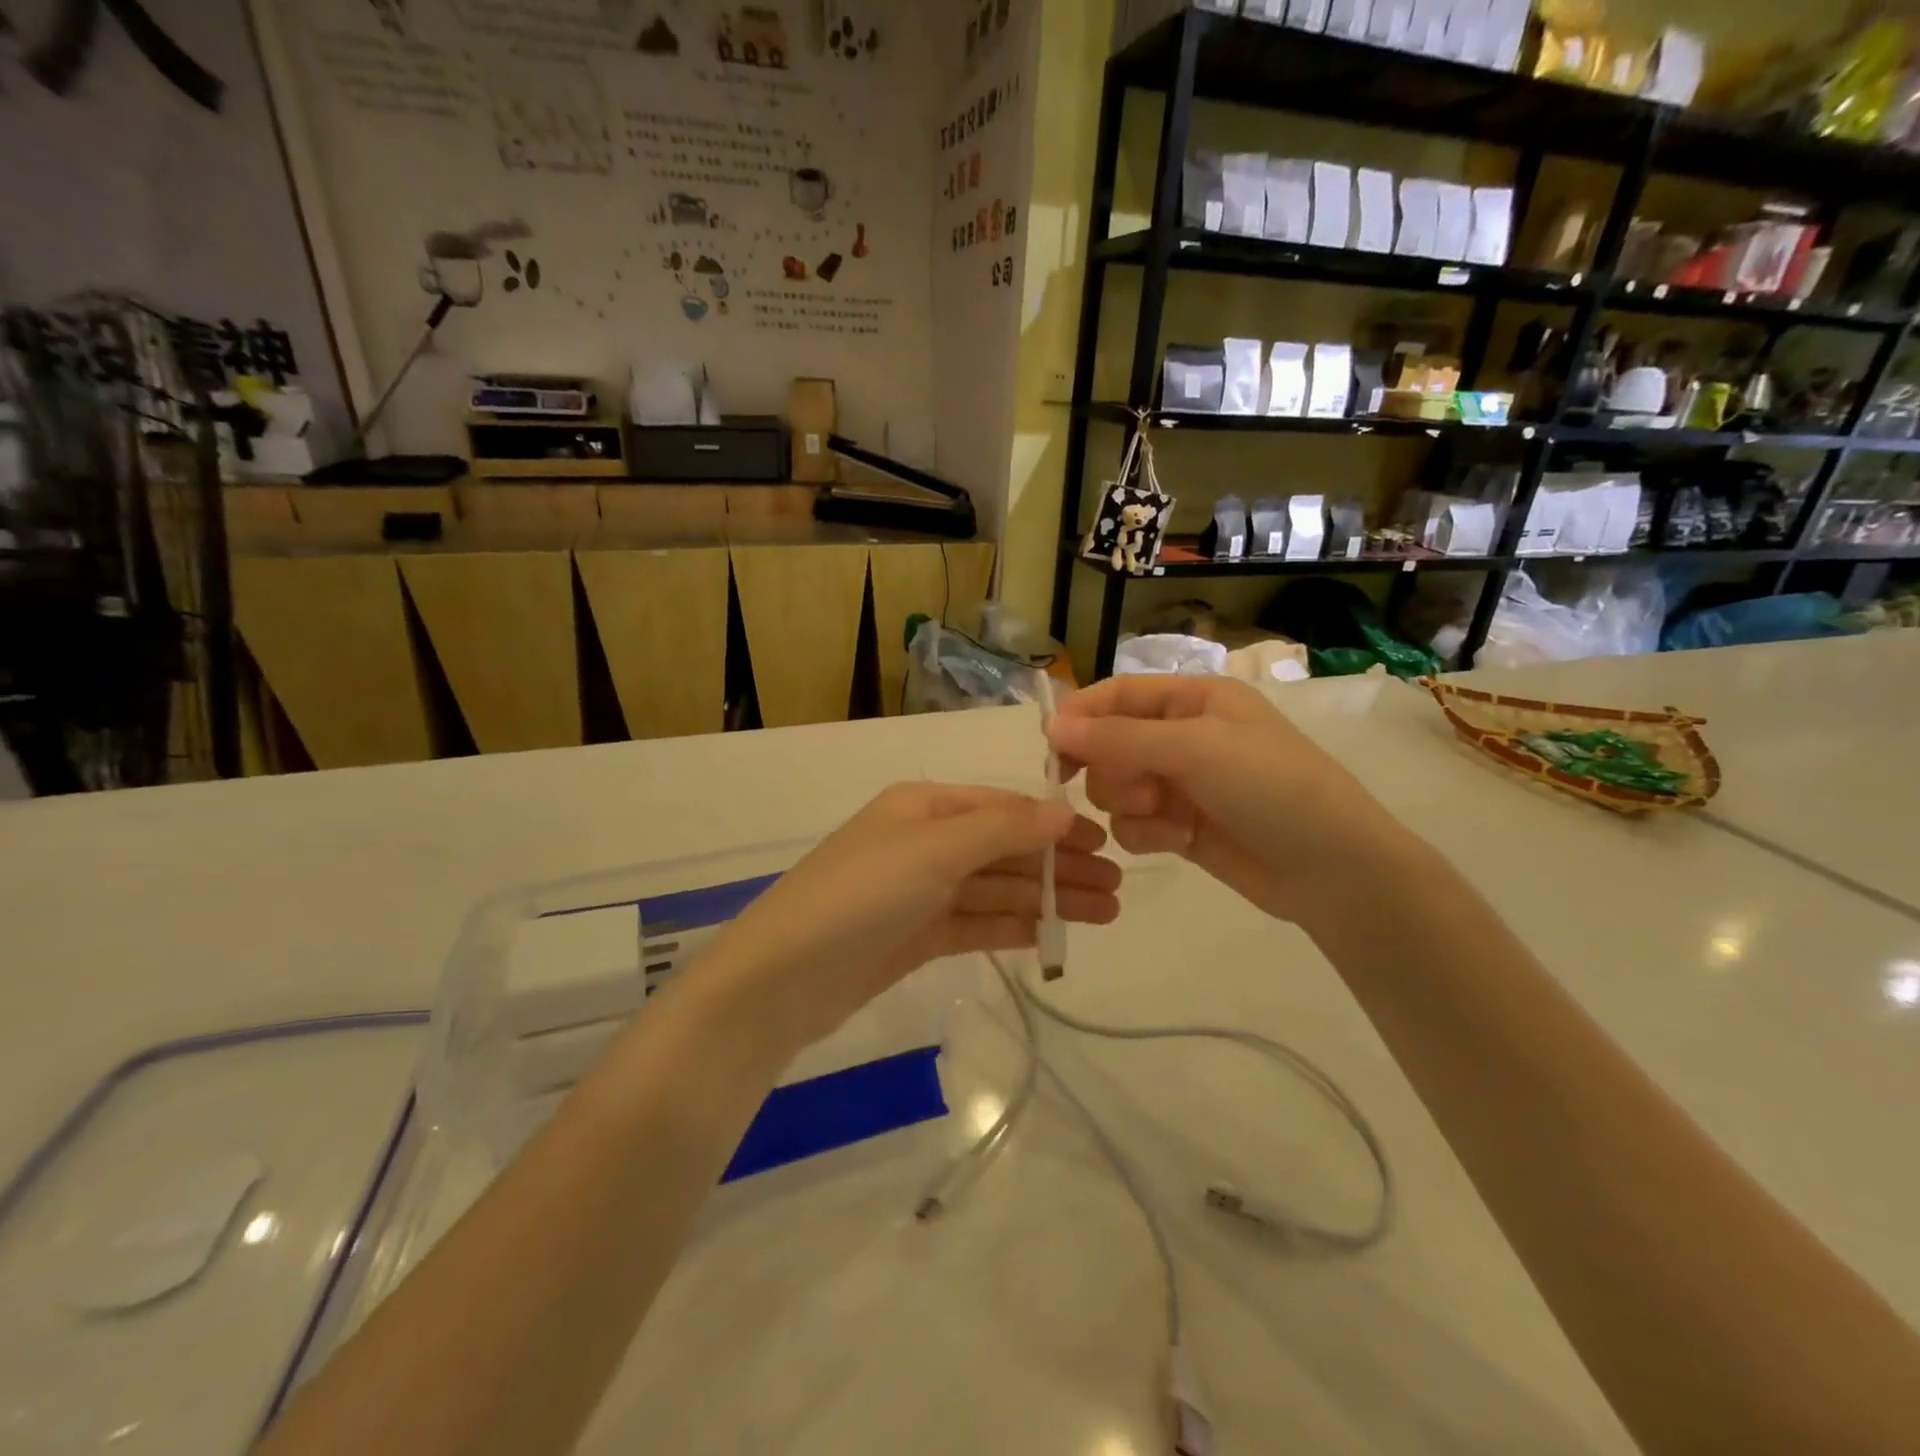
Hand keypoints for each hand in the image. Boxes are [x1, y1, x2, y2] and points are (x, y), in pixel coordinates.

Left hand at [695, 784, 1119, 1051]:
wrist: (782, 979)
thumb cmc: (860, 895)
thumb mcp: (934, 849)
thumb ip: (1002, 829)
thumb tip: (1064, 810)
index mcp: (923, 807)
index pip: (1002, 807)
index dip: (1053, 824)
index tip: (1104, 844)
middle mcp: (924, 842)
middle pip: (1005, 849)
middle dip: (1059, 866)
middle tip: (1118, 890)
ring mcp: (920, 891)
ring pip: (997, 889)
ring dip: (1048, 899)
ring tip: (1105, 916)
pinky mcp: (917, 936)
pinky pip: (978, 923)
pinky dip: (1015, 926)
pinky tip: (1054, 935)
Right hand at [1048, 676, 1412, 934]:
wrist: (1333, 870)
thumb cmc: (1271, 788)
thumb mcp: (1196, 749)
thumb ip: (1119, 737)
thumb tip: (1052, 726)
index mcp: (1194, 699)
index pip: (1118, 694)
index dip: (1082, 715)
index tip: (1052, 747)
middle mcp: (1183, 736)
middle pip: (1109, 744)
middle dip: (1114, 770)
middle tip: (1140, 789)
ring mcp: (1182, 784)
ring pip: (1115, 788)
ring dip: (1131, 806)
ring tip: (1168, 819)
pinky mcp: (1180, 827)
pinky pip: (1133, 824)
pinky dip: (1147, 834)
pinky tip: (1179, 842)